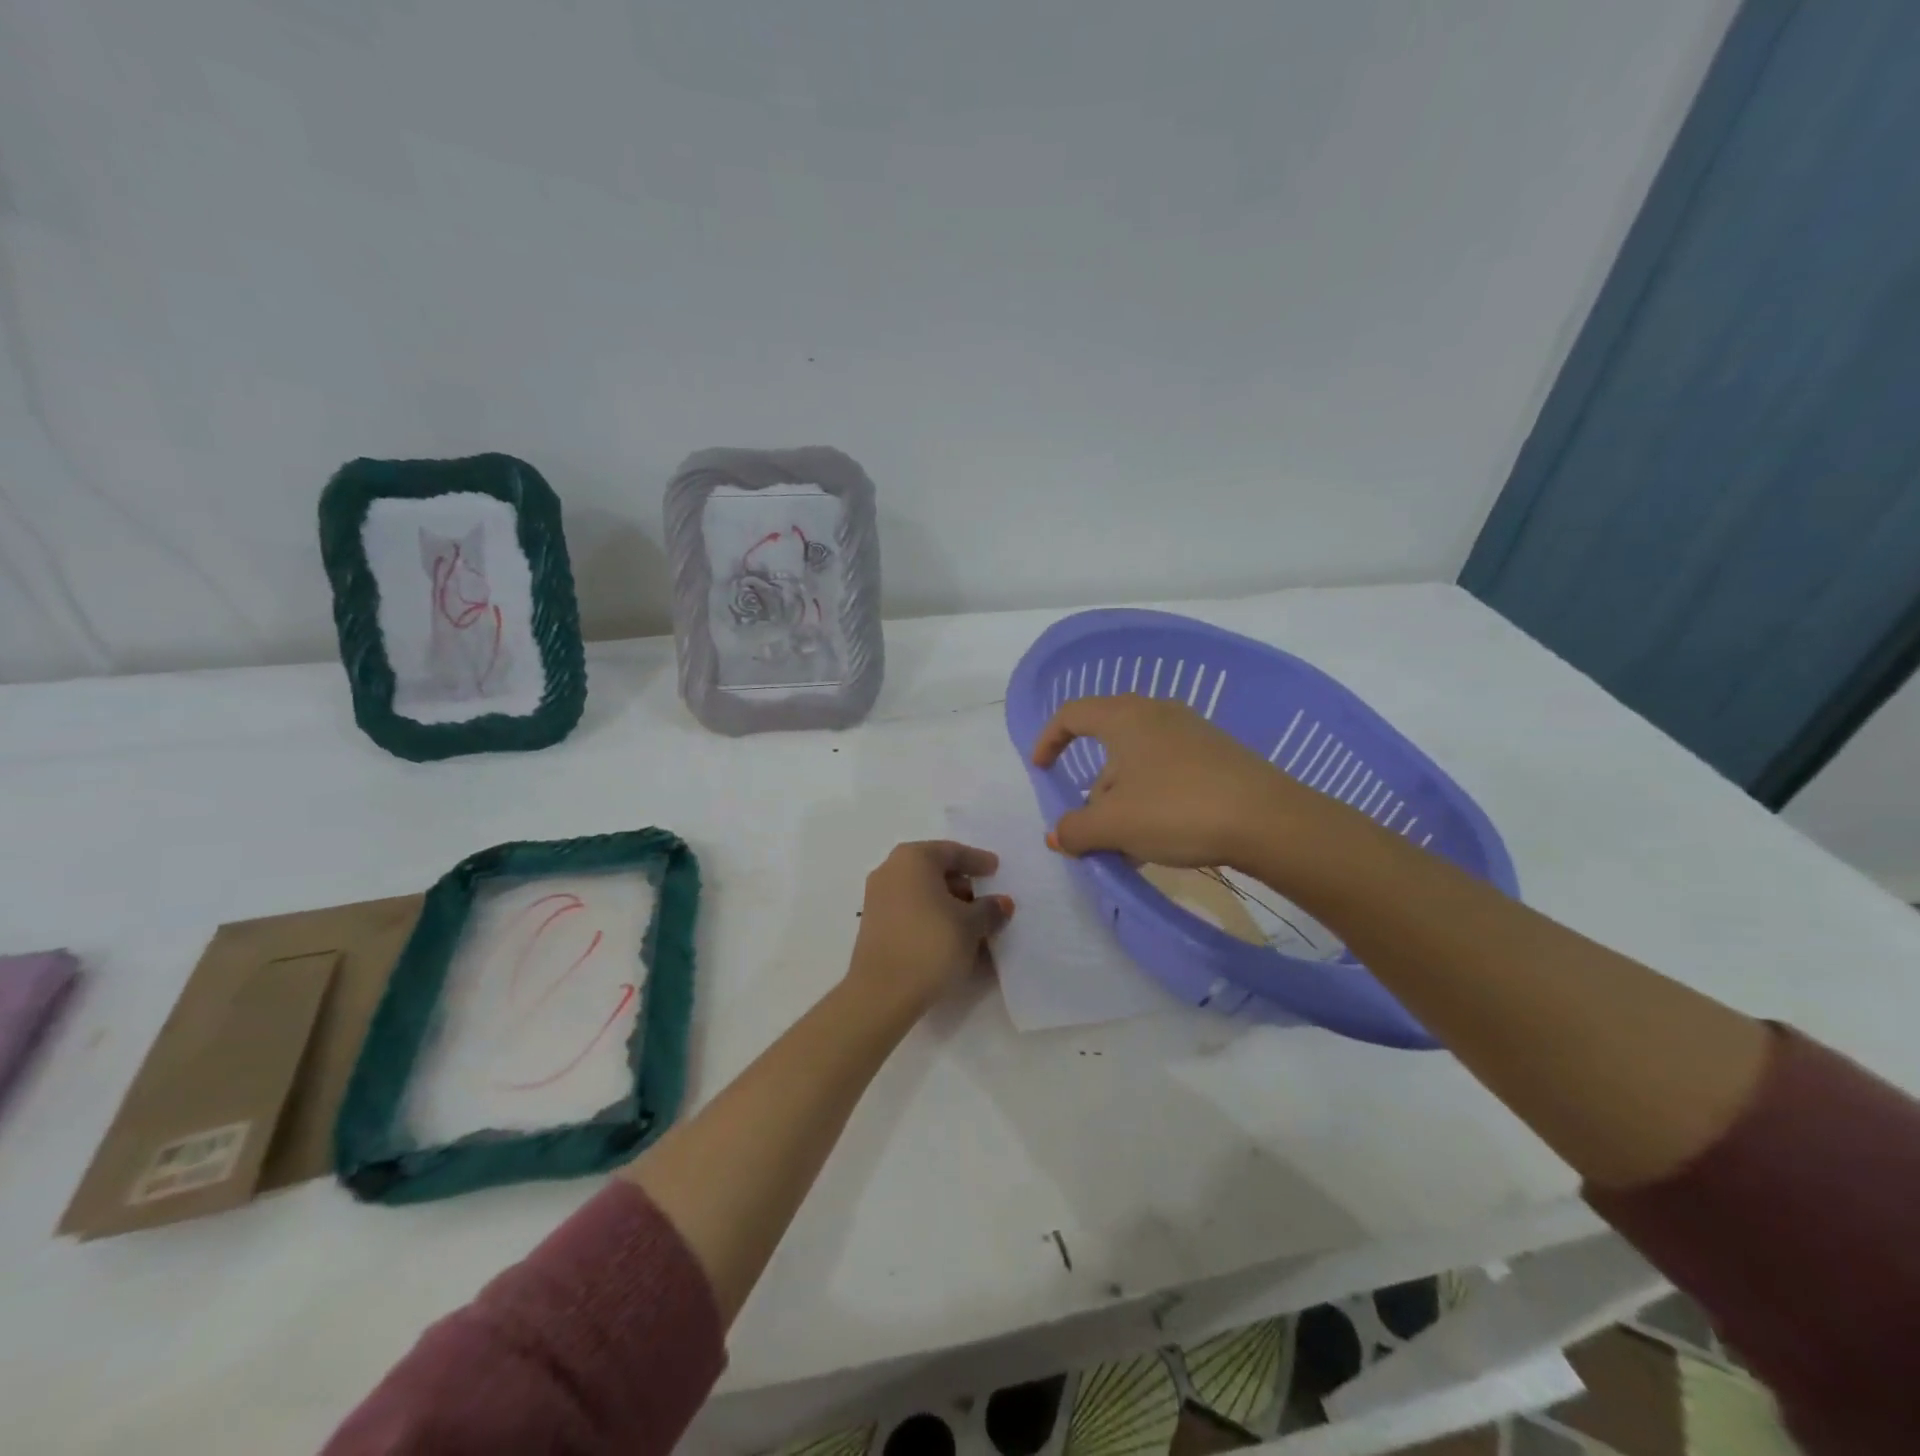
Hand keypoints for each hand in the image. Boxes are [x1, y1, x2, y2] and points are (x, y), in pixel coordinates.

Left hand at [846, 841, 1013, 1020]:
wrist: (882, 993)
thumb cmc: (931, 945)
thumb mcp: (970, 926)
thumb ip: (989, 910)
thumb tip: (1001, 903)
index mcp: (913, 859)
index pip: (951, 852)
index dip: (977, 860)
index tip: (996, 869)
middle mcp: (890, 870)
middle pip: (933, 870)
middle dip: (962, 884)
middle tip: (985, 899)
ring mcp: (877, 898)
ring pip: (921, 892)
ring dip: (947, 903)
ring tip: (972, 924)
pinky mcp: (873, 925)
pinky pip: (910, 910)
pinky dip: (931, 917)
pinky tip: (950, 937)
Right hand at [1033, 695, 1301, 869]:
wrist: (1268, 820)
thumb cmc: (1175, 809)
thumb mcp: (1113, 825)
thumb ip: (1074, 829)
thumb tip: (1057, 835)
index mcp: (1124, 717)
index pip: (1072, 714)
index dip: (1048, 740)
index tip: (1040, 770)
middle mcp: (1157, 713)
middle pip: (1107, 745)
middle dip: (1094, 790)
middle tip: (1094, 828)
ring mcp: (1191, 731)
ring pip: (1139, 763)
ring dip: (1124, 800)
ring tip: (1131, 845)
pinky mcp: (1218, 753)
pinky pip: (1168, 771)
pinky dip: (1153, 799)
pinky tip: (1164, 838)